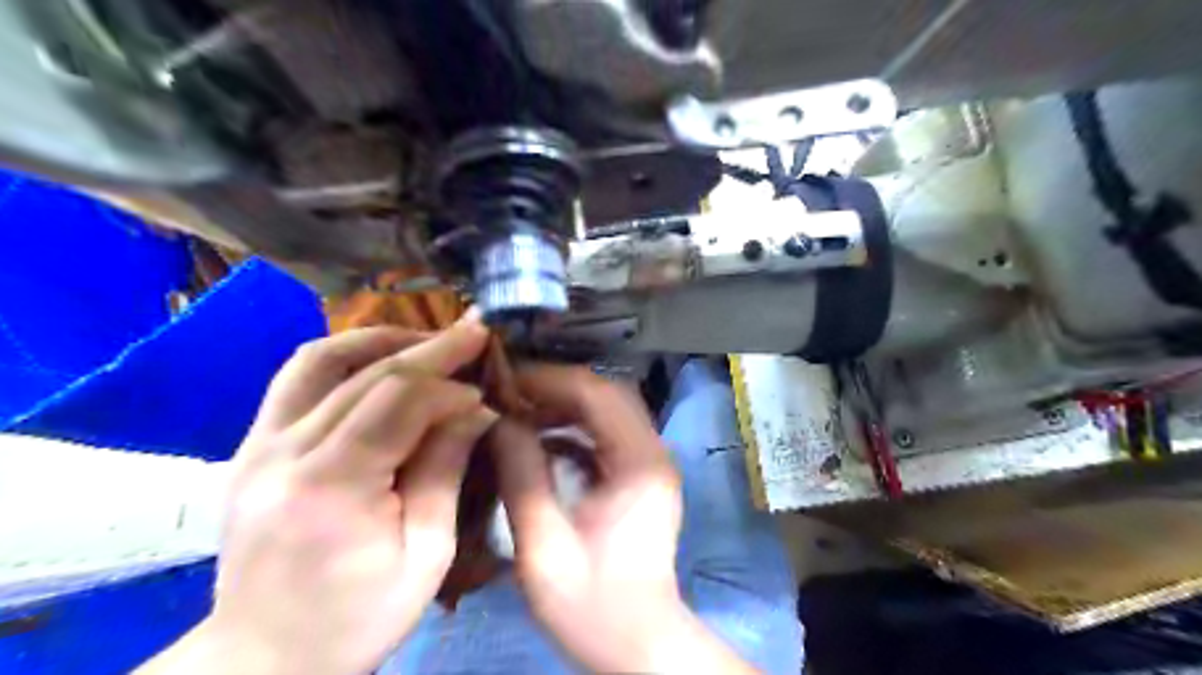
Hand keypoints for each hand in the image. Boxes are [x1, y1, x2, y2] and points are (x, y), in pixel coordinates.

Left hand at [140, 317, 493, 673]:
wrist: (264, 657)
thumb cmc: (357, 617)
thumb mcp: (426, 554)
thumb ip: (446, 470)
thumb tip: (476, 410)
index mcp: (329, 489)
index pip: (397, 403)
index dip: (449, 388)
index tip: (486, 394)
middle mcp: (281, 453)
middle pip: (364, 374)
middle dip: (429, 349)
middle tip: (474, 333)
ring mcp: (256, 445)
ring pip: (319, 359)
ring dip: (380, 340)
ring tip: (427, 340)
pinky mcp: (250, 445)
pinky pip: (297, 378)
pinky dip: (346, 358)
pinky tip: (381, 362)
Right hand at [494, 366, 752, 671]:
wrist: (637, 640)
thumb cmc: (593, 604)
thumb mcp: (544, 546)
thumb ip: (521, 477)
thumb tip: (500, 422)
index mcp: (639, 463)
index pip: (597, 394)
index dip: (549, 380)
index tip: (504, 382)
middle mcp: (652, 451)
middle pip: (606, 394)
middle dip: (554, 387)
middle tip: (508, 394)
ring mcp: (649, 461)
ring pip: (607, 409)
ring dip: (563, 405)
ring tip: (518, 411)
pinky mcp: (639, 474)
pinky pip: (606, 433)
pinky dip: (572, 427)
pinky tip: (539, 439)